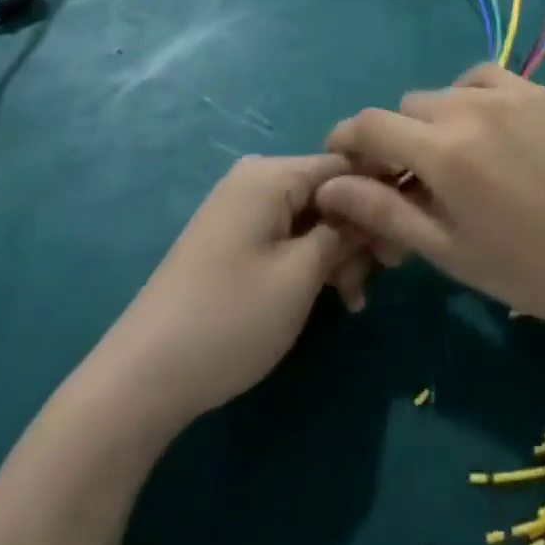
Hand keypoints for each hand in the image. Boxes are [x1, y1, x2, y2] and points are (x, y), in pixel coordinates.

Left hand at [114, 154, 367, 429]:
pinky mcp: (233, 240)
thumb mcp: (301, 275)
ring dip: (338, 254)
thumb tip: (374, 204)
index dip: (380, 194)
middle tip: (379, 279)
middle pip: (328, 192)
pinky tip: (329, 299)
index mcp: (270, 174)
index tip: (405, 234)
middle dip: (357, 233)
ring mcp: (241, 210)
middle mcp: (255, 179)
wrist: (139, 381)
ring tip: (353, 302)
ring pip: (310, 218)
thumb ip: (345, 231)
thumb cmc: (229, 318)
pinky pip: (287, 236)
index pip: (345, 163)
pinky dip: (311, 262)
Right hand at [314, 65, 544, 342]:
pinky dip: (474, 95)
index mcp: (443, 151)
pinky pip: (488, 78)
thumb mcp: (445, 249)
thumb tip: (328, 186)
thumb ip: (382, 210)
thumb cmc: (522, 270)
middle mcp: (471, 107)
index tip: (345, 158)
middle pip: (409, 106)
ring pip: (447, 89)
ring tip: (457, 155)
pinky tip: (488, 129)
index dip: (349, 138)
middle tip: (415, 176)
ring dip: (438, 116)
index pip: (372, 124)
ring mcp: (511, 93)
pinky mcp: (541, 91)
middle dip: (400, 137)